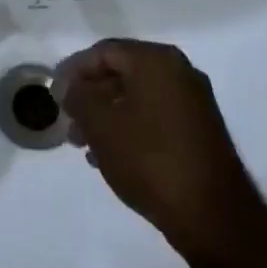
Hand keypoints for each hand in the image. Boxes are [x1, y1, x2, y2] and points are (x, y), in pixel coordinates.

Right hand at [61, 39, 265, 259]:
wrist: (212, 215)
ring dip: (106, 116)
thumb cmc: (149, 159)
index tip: (54, 94)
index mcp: (157, 61)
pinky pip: (154, 117)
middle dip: (90, 97)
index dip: (73, 70)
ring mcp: (194, 103)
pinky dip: (129, 129)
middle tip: (68, 122)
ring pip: (137, 98)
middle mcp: (180, 73)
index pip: (104, 52)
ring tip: (84, 145)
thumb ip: (78, 96)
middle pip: (121, 73)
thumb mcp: (100, 124)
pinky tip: (110, 157)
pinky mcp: (200, 131)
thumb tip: (70, 86)